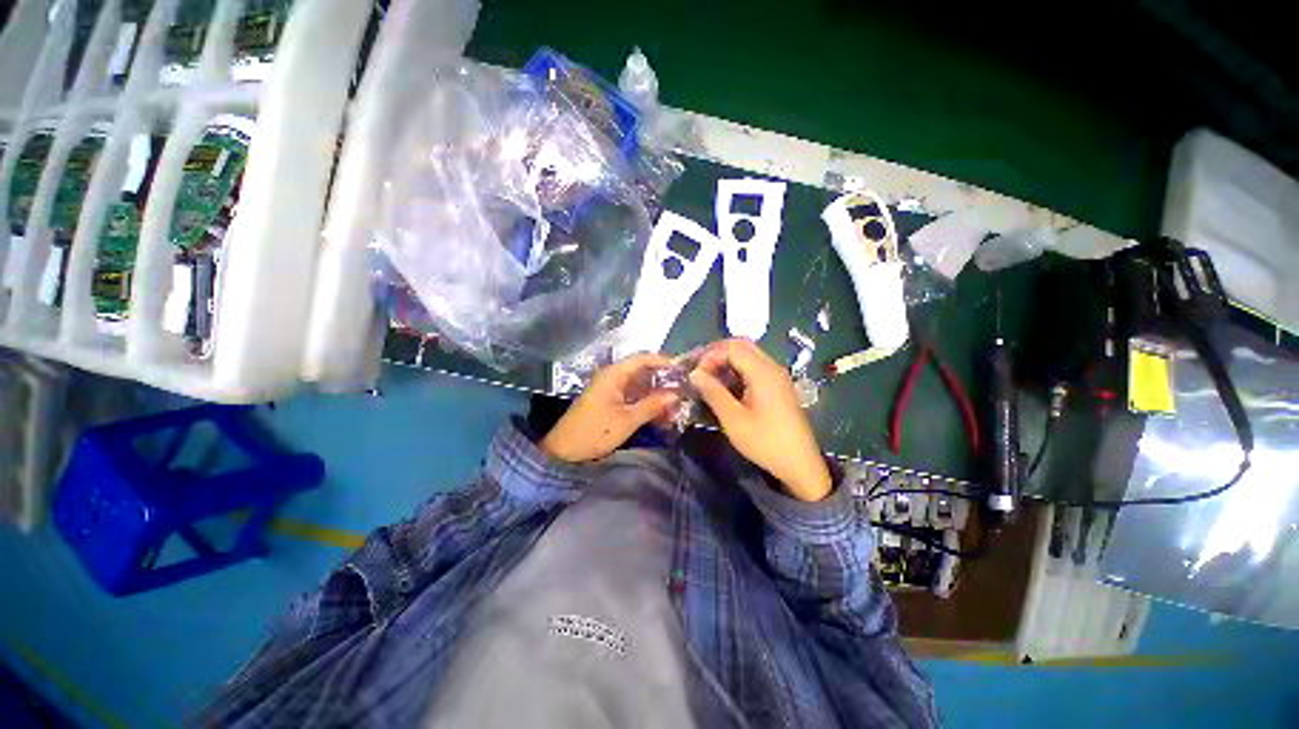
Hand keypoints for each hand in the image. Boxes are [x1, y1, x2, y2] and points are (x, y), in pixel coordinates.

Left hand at [540, 353, 679, 462]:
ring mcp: (611, 390)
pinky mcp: (610, 402)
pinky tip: (660, 414)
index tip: (683, 370)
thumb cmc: (594, 432)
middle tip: (683, 392)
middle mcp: (613, 377)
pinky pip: (632, 397)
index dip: (663, 362)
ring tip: (675, 406)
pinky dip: (646, 403)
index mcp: (614, 374)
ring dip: (656, 395)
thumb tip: (676, 394)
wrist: (563, 451)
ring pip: (639, 386)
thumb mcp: (627, 420)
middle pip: (642, 372)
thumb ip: (652, 405)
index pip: (643, 358)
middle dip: (663, 381)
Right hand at [689, 339, 831, 501]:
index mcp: (763, 373)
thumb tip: (694, 374)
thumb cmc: (765, 442)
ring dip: (727, 361)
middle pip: (742, 345)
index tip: (696, 375)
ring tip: (709, 378)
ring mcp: (777, 376)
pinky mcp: (778, 385)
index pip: (732, 347)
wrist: (800, 464)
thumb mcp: (734, 420)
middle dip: (717, 354)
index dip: (711, 356)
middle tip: (700, 371)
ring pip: (748, 355)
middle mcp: (772, 367)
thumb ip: (713, 393)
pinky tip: (726, 386)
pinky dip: (737, 369)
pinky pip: (755, 367)